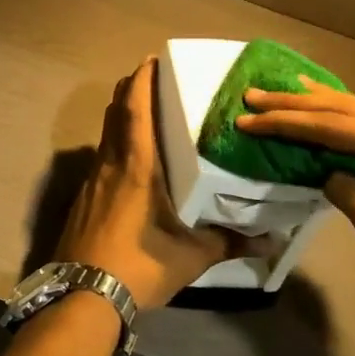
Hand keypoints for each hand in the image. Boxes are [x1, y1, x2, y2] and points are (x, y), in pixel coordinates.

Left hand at [58, 58, 256, 311]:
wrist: (82, 294)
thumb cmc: (138, 267)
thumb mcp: (189, 256)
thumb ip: (229, 242)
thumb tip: (272, 241)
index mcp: (136, 167)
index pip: (134, 110)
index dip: (141, 81)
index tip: (150, 60)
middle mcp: (109, 166)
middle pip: (115, 115)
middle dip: (129, 92)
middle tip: (150, 80)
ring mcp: (91, 182)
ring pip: (105, 136)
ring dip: (120, 118)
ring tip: (143, 115)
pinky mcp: (83, 200)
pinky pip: (100, 159)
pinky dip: (113, 146)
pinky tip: (128, 163)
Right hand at [238, 80, 354, 323]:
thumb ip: (351, 194)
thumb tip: (329, 174)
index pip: (334, 127)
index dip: (286, 123)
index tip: (246, 118)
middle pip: (347, 110)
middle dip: (298, 103)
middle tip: (254, 94)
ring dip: (322, 105)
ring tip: (286, 88)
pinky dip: (348, 122)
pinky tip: (337, 115)